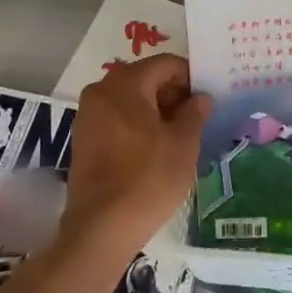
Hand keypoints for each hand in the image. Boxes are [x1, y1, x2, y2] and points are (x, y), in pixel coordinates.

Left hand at [64, 54, 209, 257]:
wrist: (101, 228)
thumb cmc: (148, 178)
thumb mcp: (184, 144)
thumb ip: (195, 113)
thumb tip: (200, 98)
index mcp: (125, 84)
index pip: (165, 64)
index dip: (190, 77)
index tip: (207, 99)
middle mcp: (101, 91)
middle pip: (145, 79)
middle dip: (172, 94)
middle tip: (197, 118)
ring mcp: (88, 116)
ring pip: (130, 100)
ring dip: (156, 111)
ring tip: (179, 136)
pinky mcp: (83, 140)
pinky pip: (117, 119)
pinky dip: (137, 125)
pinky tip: (155, 149)